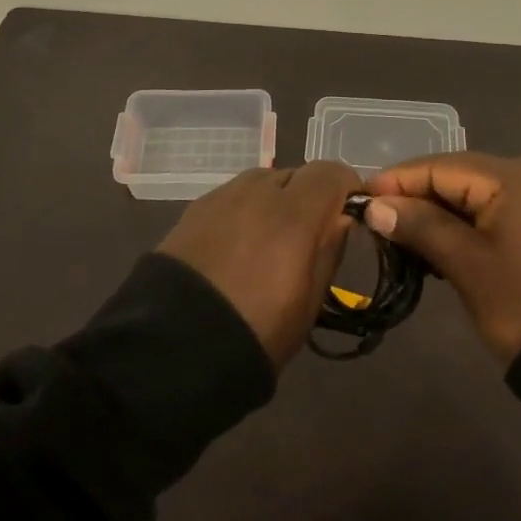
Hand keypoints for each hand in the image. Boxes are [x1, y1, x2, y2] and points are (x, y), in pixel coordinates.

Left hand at [158, 161, 357, 369]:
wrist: (173, 349)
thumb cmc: (256, 333)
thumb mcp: (309, 302)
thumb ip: (329, 249)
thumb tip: (340, 218)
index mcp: (293, 214)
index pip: (330, 172)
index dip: (344, 188)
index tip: (347, 214)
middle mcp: (258, 191)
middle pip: (296, 173)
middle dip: (309, 196)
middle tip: (307, 235)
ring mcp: (222, 196)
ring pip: (263, 180)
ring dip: (275, 199)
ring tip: (269, 239)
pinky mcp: (195, 208)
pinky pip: (234, 195)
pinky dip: (245, 209)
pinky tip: (238, 244)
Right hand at [363, 153, 520, 362]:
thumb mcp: (468, 266)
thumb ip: (421, 227)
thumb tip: (375, 206)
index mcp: (510, 176)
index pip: (438, 167)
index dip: (396, 183)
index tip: (358, 202)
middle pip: (455, 176)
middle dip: (414, 198)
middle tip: (376, 225)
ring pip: (472, 196)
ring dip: (436, 214)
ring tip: (400, 239)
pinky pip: (491, 211)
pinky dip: (463, 226)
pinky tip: (438, 246)